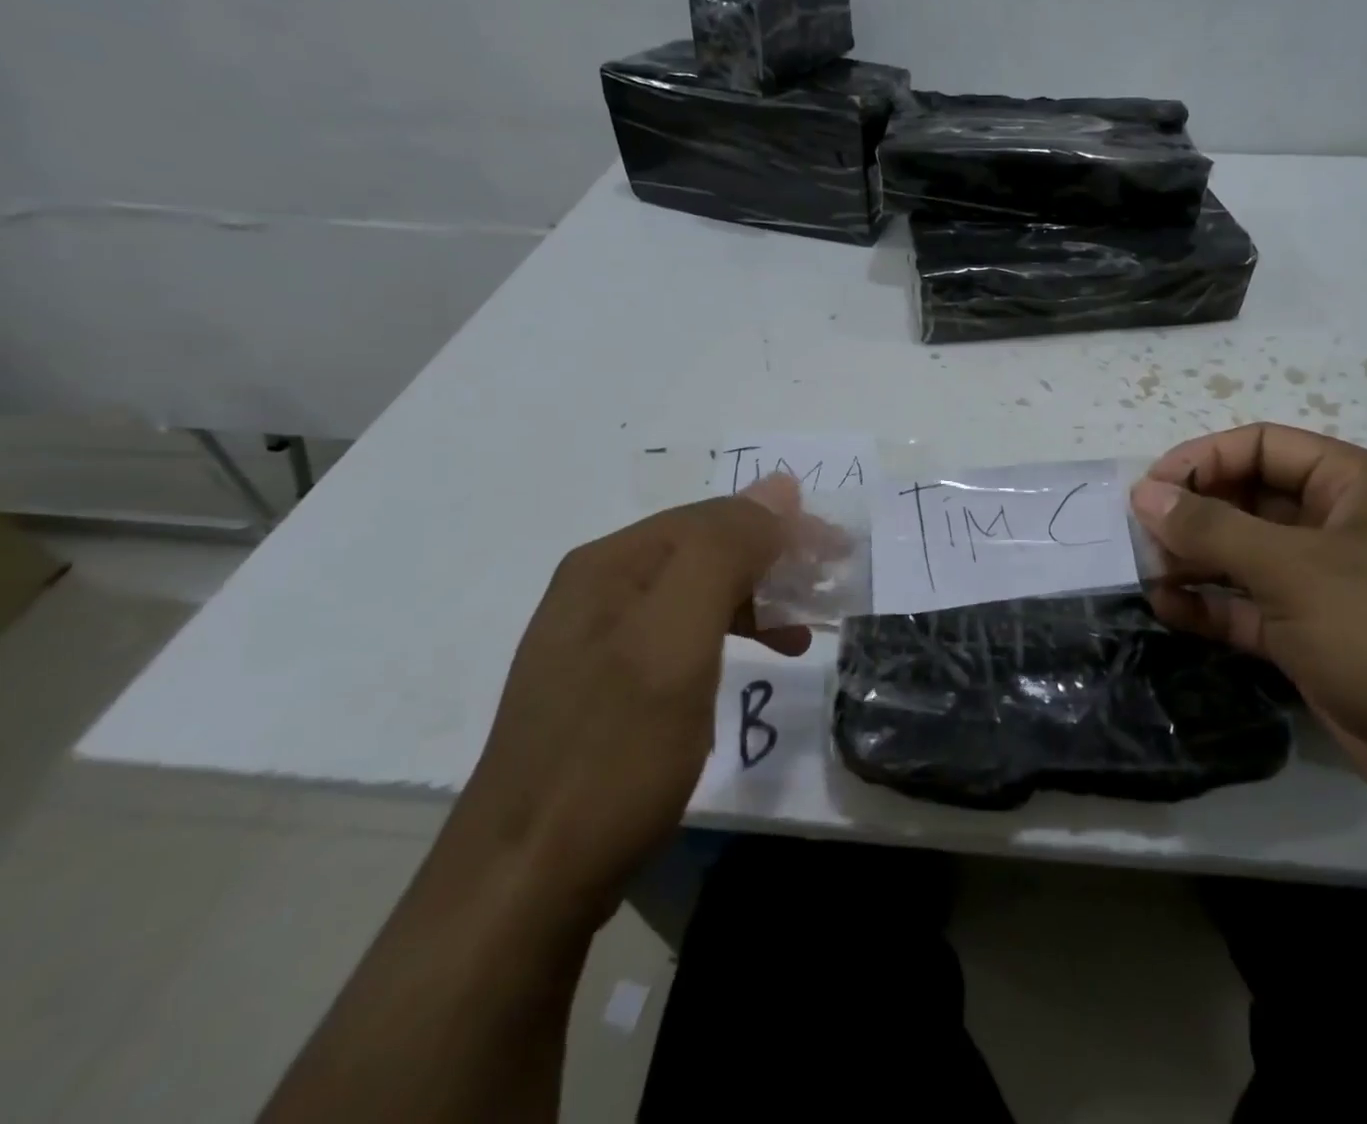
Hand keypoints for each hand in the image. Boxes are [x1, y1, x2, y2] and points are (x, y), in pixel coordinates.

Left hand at [447, 474, 807, 925]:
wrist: (522, 886)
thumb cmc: (612, 753)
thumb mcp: (676, 641)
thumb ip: (725, 553)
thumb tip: (779, 486)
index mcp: (610, 564)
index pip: (715, 516)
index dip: (782, 525)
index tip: (839, 552)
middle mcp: (599, 588)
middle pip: (705, 549)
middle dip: (773, 560)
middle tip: (829, 586)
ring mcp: (598, 640)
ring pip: (697, 593)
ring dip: (756, 599)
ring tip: (803, 629)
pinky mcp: (606, 687)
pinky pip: (683, 636)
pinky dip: (729, 636)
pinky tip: (751, 661)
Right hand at [1130, 424, 1366, 824]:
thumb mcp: (1295, 571)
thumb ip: (1212, 528)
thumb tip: (1144, 493)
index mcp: (1356, 486)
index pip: (1264, 447)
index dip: (1202, 459)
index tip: (1149, 489)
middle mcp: (1342, 526)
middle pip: (1251, 499)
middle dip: (1194, 514)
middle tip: (1141, 537)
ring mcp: (1330, 584)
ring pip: (1247, 555)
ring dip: (1196, 560)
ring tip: (1147, 572)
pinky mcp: (1317, 635)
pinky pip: (1252, 606)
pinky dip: (1212, 605)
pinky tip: (1168, 609)